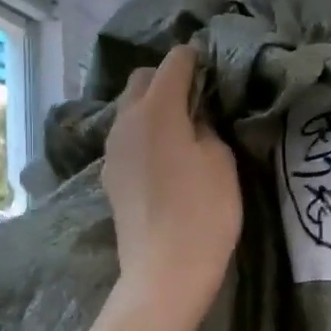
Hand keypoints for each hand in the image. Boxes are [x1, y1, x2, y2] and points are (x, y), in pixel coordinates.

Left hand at [102, 46, 241, 324]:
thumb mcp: (220, 161)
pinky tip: (163, 158)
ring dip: (152, 109)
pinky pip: (126, 140)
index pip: (173, 62)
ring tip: (181, 128)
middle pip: (141, 81)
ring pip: (129, 111)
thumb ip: (205, 127)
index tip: (213, 68)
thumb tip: (192, 119)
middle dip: (166, 79)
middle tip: (197, 99)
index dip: (195, 59)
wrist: (164, 271)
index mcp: (156, 108)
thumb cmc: (203, 212)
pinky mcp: (109, 177)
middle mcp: (125, 121)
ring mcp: (112, 150)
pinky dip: (143, 136)